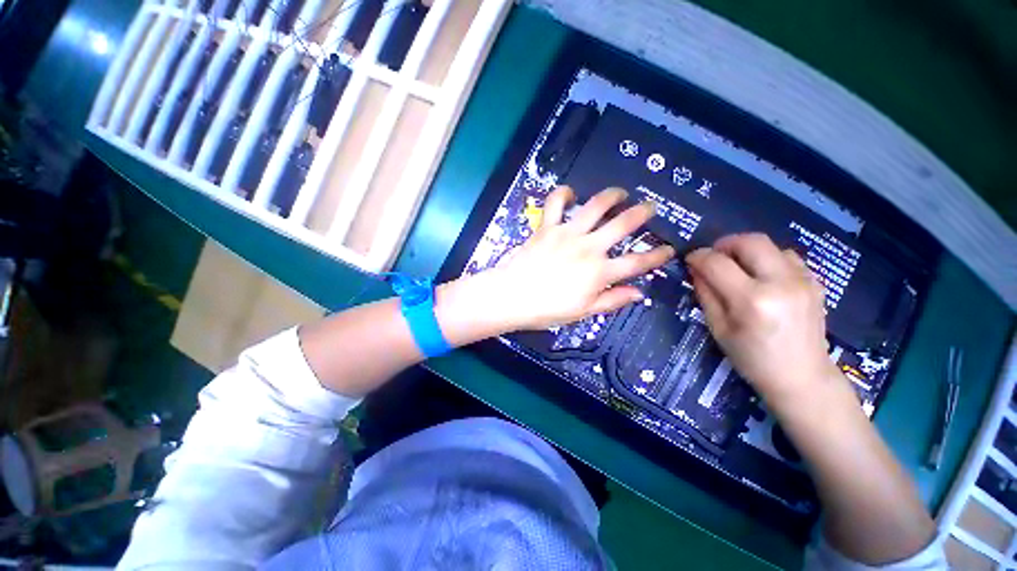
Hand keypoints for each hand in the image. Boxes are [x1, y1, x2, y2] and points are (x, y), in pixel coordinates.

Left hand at [476, 186, 673, 331]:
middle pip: (623, 224)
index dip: (657, 255)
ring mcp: (568, 233)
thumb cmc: (547, 309)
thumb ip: (612, 300)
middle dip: (642, 213)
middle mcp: (589, 248)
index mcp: (599, 272)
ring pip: (596, 205)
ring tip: (619, 193)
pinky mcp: (547, 226)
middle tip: (650, 208)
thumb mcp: (583, 312)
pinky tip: (570, 193)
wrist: (512, 297)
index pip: (637, 262)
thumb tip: (639, 292)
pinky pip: (555, 202)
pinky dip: (563, 193)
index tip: (669, 249)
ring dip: (611, 196)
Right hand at [686, 233, 841, 409]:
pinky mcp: (815, 283)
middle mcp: (781, 283)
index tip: (690, 260)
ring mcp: (803, 281)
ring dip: (747, 251)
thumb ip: (706, 294)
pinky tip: (762, 277)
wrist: (802, 378)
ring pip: (770, 245)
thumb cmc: (752, 359)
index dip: (698, 256)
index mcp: (751, 300)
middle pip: (750, 241)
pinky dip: (768, 259)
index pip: (717, 263)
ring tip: (738, 269)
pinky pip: (788, 257)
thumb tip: (696, 269)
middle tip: (713, 257)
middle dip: (724, 244)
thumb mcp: (718, 328)